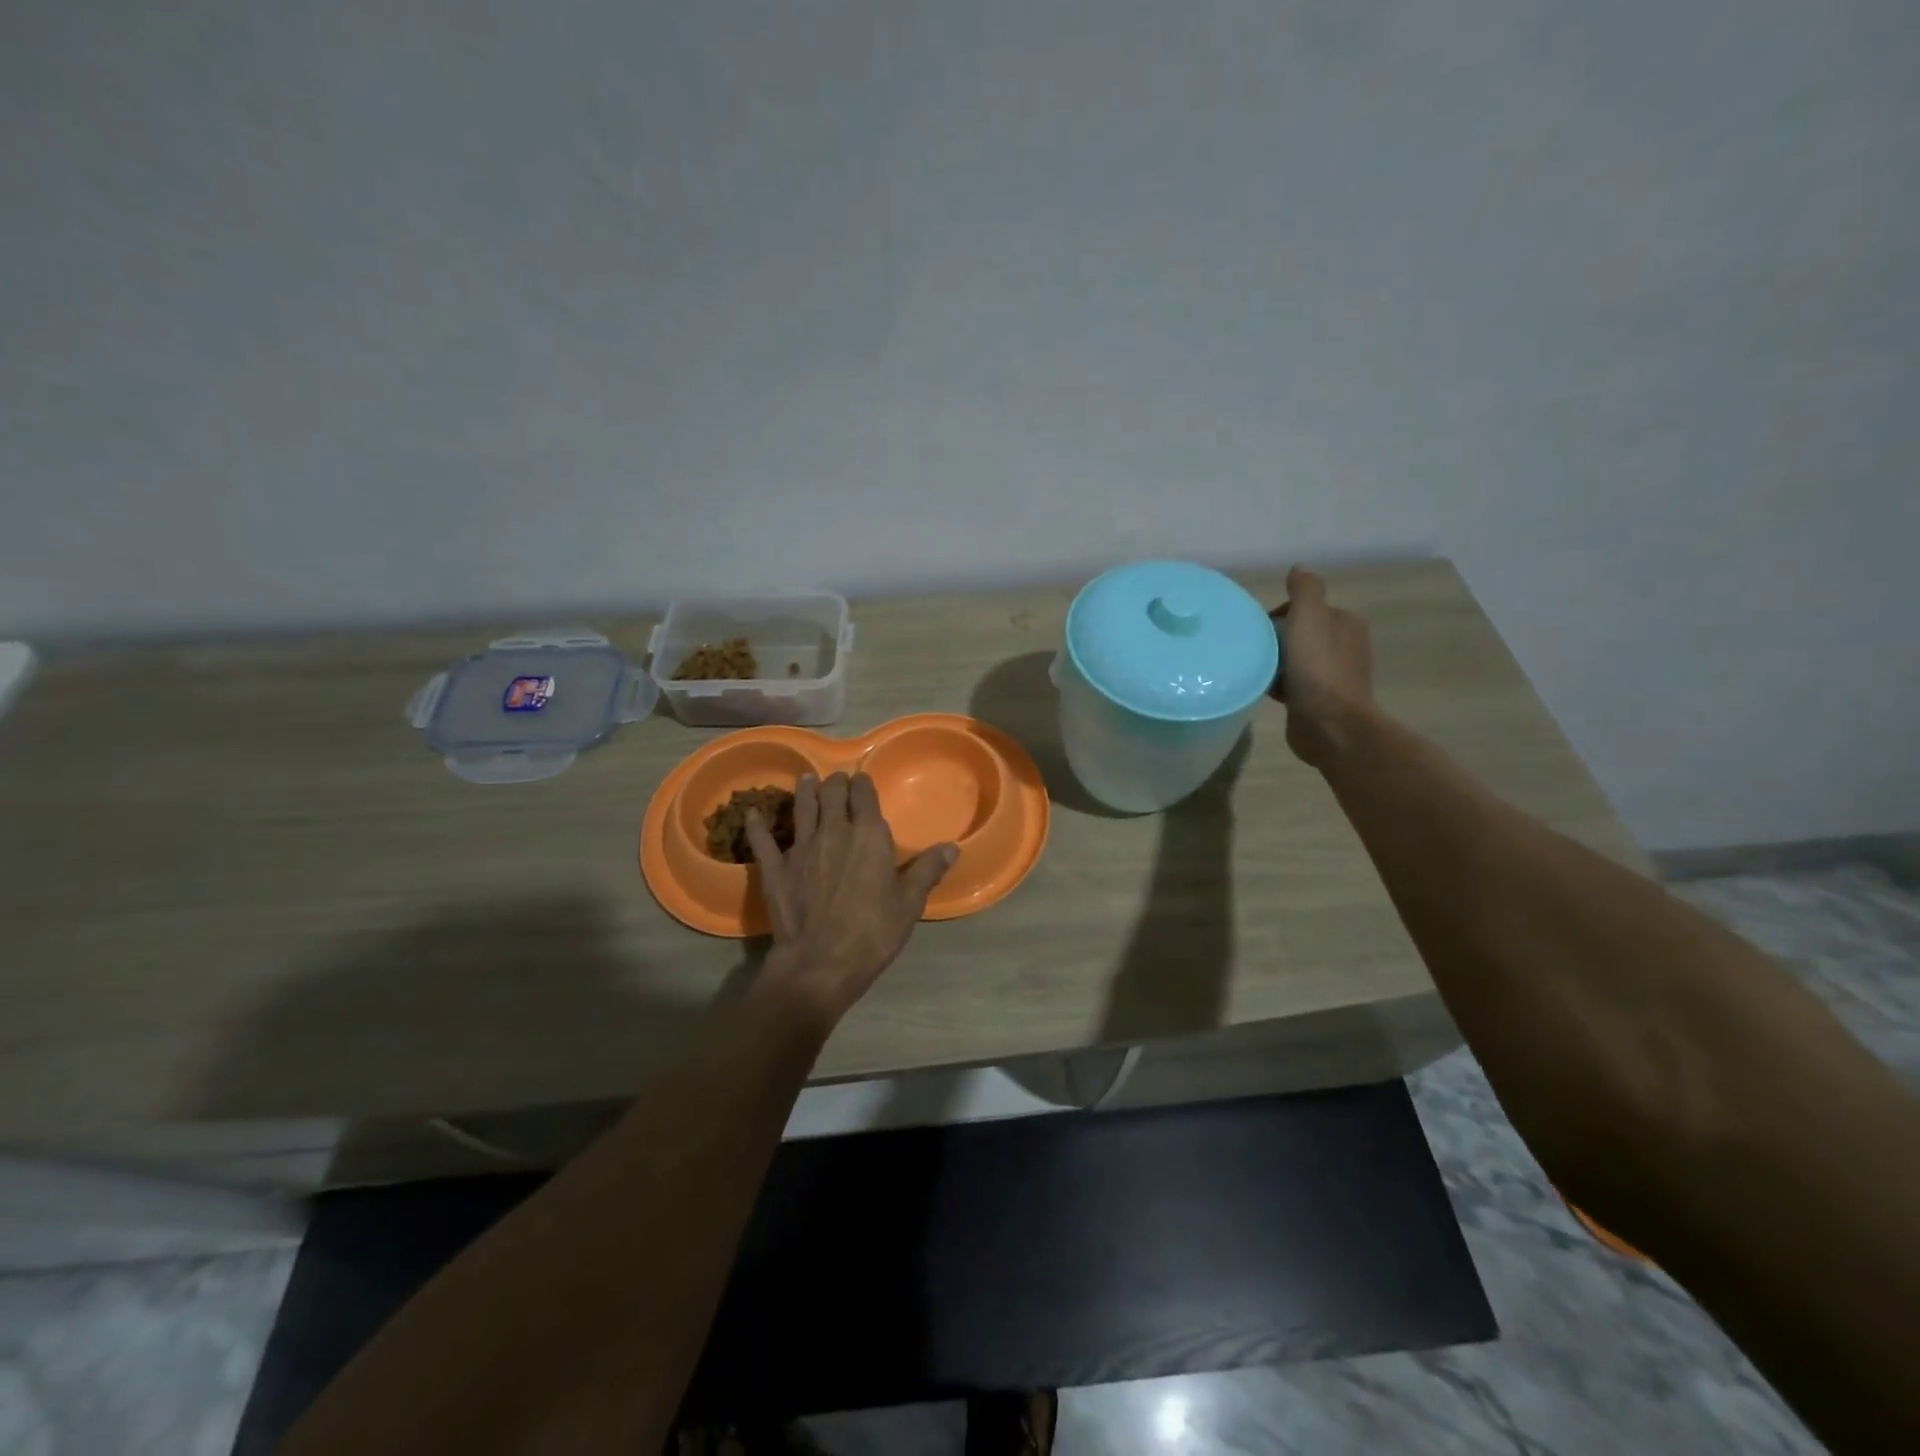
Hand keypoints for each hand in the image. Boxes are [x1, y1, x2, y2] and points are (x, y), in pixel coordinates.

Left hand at [744, 772, 955, 1024]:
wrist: (820, 963)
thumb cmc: (872, 933)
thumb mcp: (909, 903)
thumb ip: (928, 870)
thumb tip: (952, 847)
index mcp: (868, 834)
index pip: (864, 793)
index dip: (863, 784)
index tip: (863, 783)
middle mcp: (833, 830)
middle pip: (831, 792)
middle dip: (835, 783)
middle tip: (837, 784)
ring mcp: (800, 846)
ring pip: (801, 806)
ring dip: (804, 790)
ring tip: (806, 780)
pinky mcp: (775, 867)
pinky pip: (762, 839)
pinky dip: (757, 824)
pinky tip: (752, 813)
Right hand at [1271, 565, 1377, 768]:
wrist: (1329, 725)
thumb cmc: (1318, 668)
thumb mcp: (1309, 617)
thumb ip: (1304, 590)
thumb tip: (1299, 568)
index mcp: (1345, 623)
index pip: (1305, 609)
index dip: (1278, 615)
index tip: (1258, 630)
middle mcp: (1343, 646)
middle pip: (1298, 633)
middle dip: (1274, 640)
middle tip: (1252, 650)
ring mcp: (1332, 675)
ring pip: (1293, 659)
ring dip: (1273, 663)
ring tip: (1252, 669)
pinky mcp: (1319, 700)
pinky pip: (1291, 683)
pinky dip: (1276, 683)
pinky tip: (1261, 688)